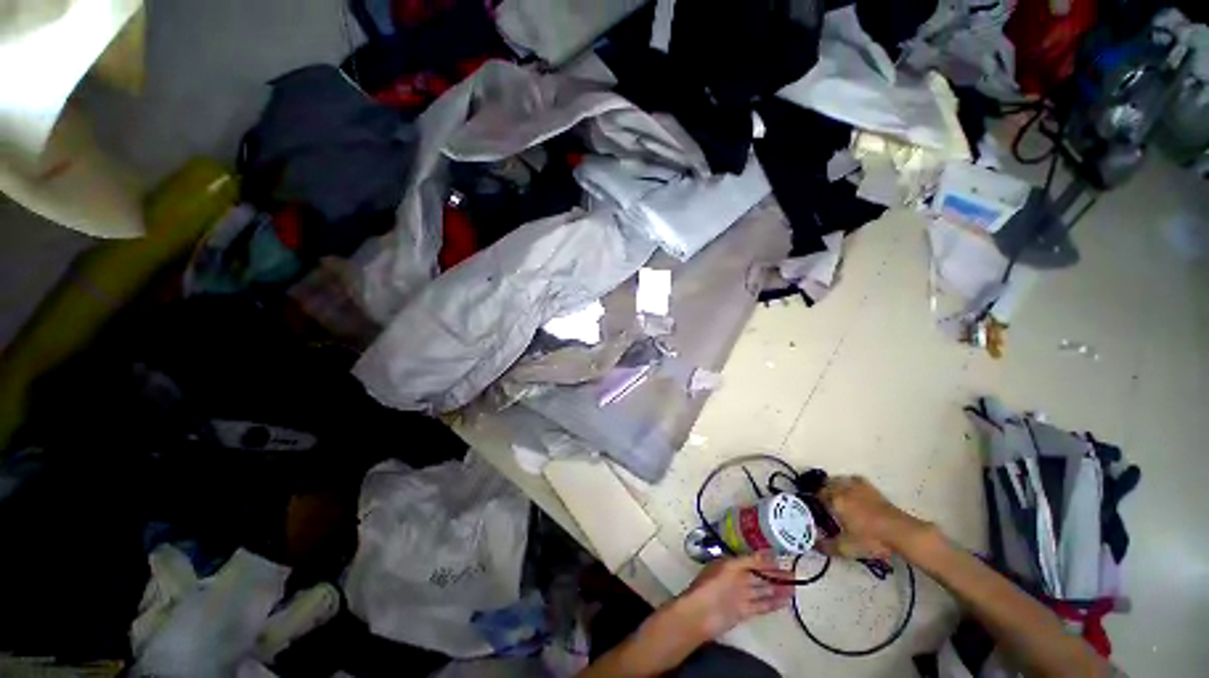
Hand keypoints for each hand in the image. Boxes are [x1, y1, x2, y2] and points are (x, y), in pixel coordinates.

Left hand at [676, 551, 794, 639]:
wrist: (701, 613)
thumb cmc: (713, 585)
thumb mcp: (730, 567)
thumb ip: (748, 561)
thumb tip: (766, 553)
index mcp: (731, 564)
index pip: (752, 560)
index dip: (766, 560)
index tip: (782, 559)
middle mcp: (737, 578)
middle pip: (759, 575)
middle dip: (774, 574)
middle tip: (793, 574)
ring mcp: (741, 595)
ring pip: (763, 590)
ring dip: (777, 589)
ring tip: (794, 587)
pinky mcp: (745, 611)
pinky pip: (762, 605)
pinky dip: (773, 603)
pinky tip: (786, 601)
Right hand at [818, 475, 932, 559]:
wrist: (901, 532)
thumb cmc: (871, 539)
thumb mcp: (846, 548)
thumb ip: (826, 546)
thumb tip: (812, 545)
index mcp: (834, 499)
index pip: (816, 494)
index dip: (813, 501)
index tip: (814, 510)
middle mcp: (843, 488)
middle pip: (825, 484)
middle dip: (822, 492)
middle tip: (823, 506)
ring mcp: (857, 486)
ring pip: (838, 480)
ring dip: (834, 486)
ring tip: (836, 499)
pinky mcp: (870, 488)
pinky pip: (853, 480)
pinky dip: (848, 484)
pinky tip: (851, 492)